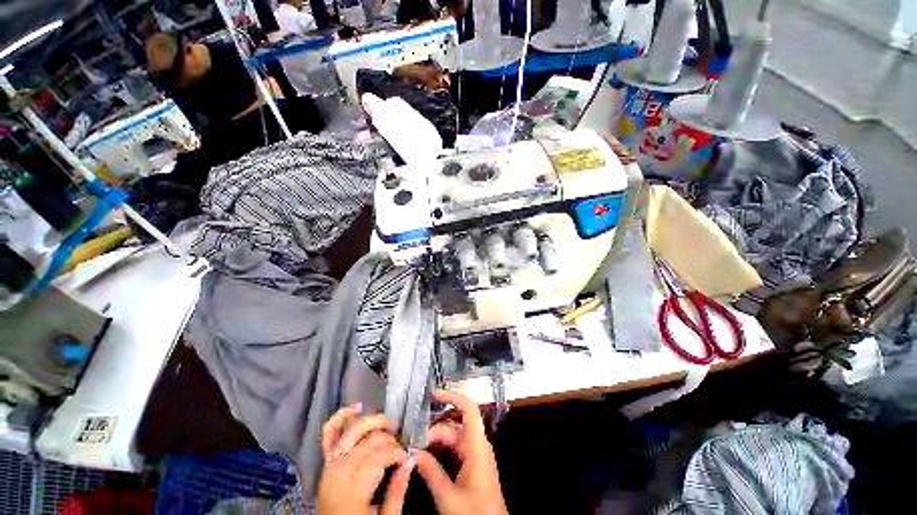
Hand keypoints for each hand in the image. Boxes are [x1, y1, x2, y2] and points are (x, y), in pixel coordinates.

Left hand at [317, 403, 413, 514]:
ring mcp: (329, 465)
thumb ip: (397, 492)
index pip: (378, 456)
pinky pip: (329, 434)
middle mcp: (339, 473)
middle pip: (368, 442)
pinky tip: (356, 408)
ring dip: (371, 422)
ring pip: (352, 431)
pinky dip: (341, 417)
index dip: (396, 451)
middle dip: (388, 439)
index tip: (406, 455)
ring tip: (387, 423)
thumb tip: (411, 460)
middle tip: (399, 443)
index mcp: (352, 491)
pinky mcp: (326, 462)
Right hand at [416, 390, 507, 514]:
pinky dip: (441, 448)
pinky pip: (455, 447)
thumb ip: (431, 473)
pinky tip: (426, 454)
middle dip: (434, 428)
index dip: (453, 397)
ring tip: (416, 445)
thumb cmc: (474, 513)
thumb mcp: (448, 497)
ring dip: (436, 438)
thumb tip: (413, 453)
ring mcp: (475, 453)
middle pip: (454, 424)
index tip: (434, 396)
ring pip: (453, 435)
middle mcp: (477, 444)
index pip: (469, 409)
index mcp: (476, 446)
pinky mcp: (472, 462)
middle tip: (413, 439)